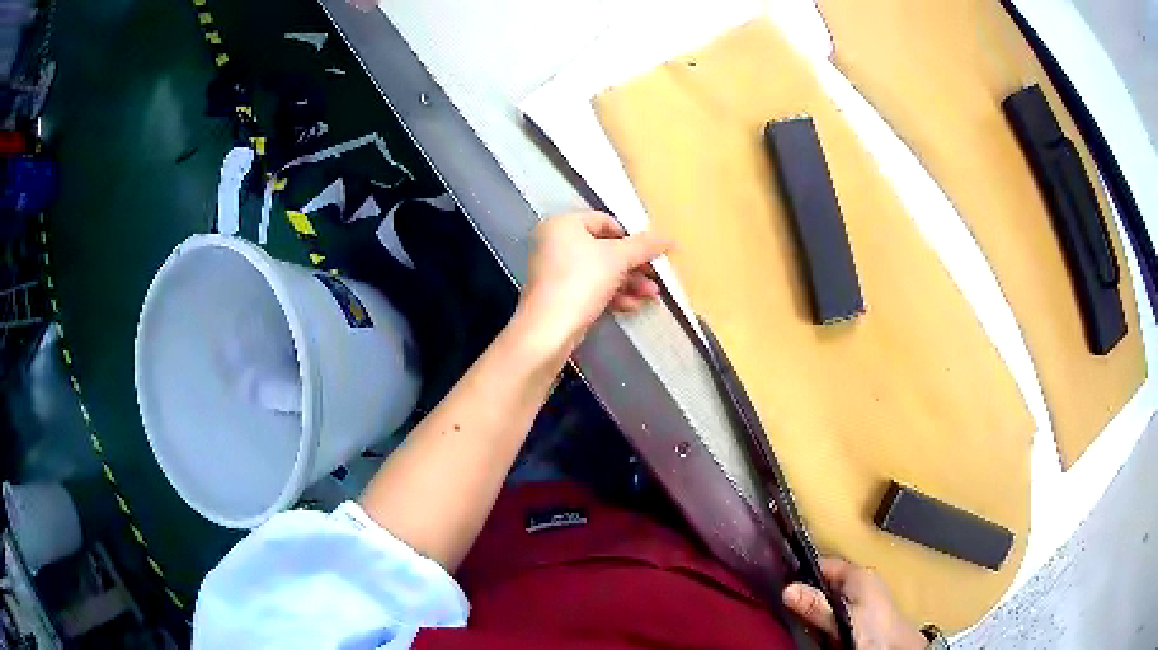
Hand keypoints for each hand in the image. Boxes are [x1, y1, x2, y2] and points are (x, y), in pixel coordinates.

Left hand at [515, 211, 672, 355]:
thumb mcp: (618, 258)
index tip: (651, 252)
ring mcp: (555, 271)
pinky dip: (613, 295)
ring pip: (600, 271)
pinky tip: (633, 305)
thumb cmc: (581, 281)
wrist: (550, 330)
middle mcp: (555, 243)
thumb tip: (668, 238)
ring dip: (629, 282)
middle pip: (604, 249)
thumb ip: (644, 245)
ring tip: (651, 295)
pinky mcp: (559, 296)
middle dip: (634, 265)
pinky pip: (591, 288)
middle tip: (655, 276)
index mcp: (563, 224)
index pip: (604, 221)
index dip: (631, 236)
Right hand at [783, 557, 926, 649]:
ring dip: (816, 603)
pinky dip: (825, 612)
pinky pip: (837, 605)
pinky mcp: (864, 611)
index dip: (804, 570)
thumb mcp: (841, 618)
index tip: (781, 581)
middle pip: (827, 579)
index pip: (825, 563)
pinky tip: (816, 624)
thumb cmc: (872, 629)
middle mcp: (862, 579)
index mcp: (859, 574)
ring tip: (796, 613)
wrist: (897, 647)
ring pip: (831, 593)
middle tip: (784, 601)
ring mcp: (864, 595)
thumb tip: (786, 589)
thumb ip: (816, 605)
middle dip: (808, 589)